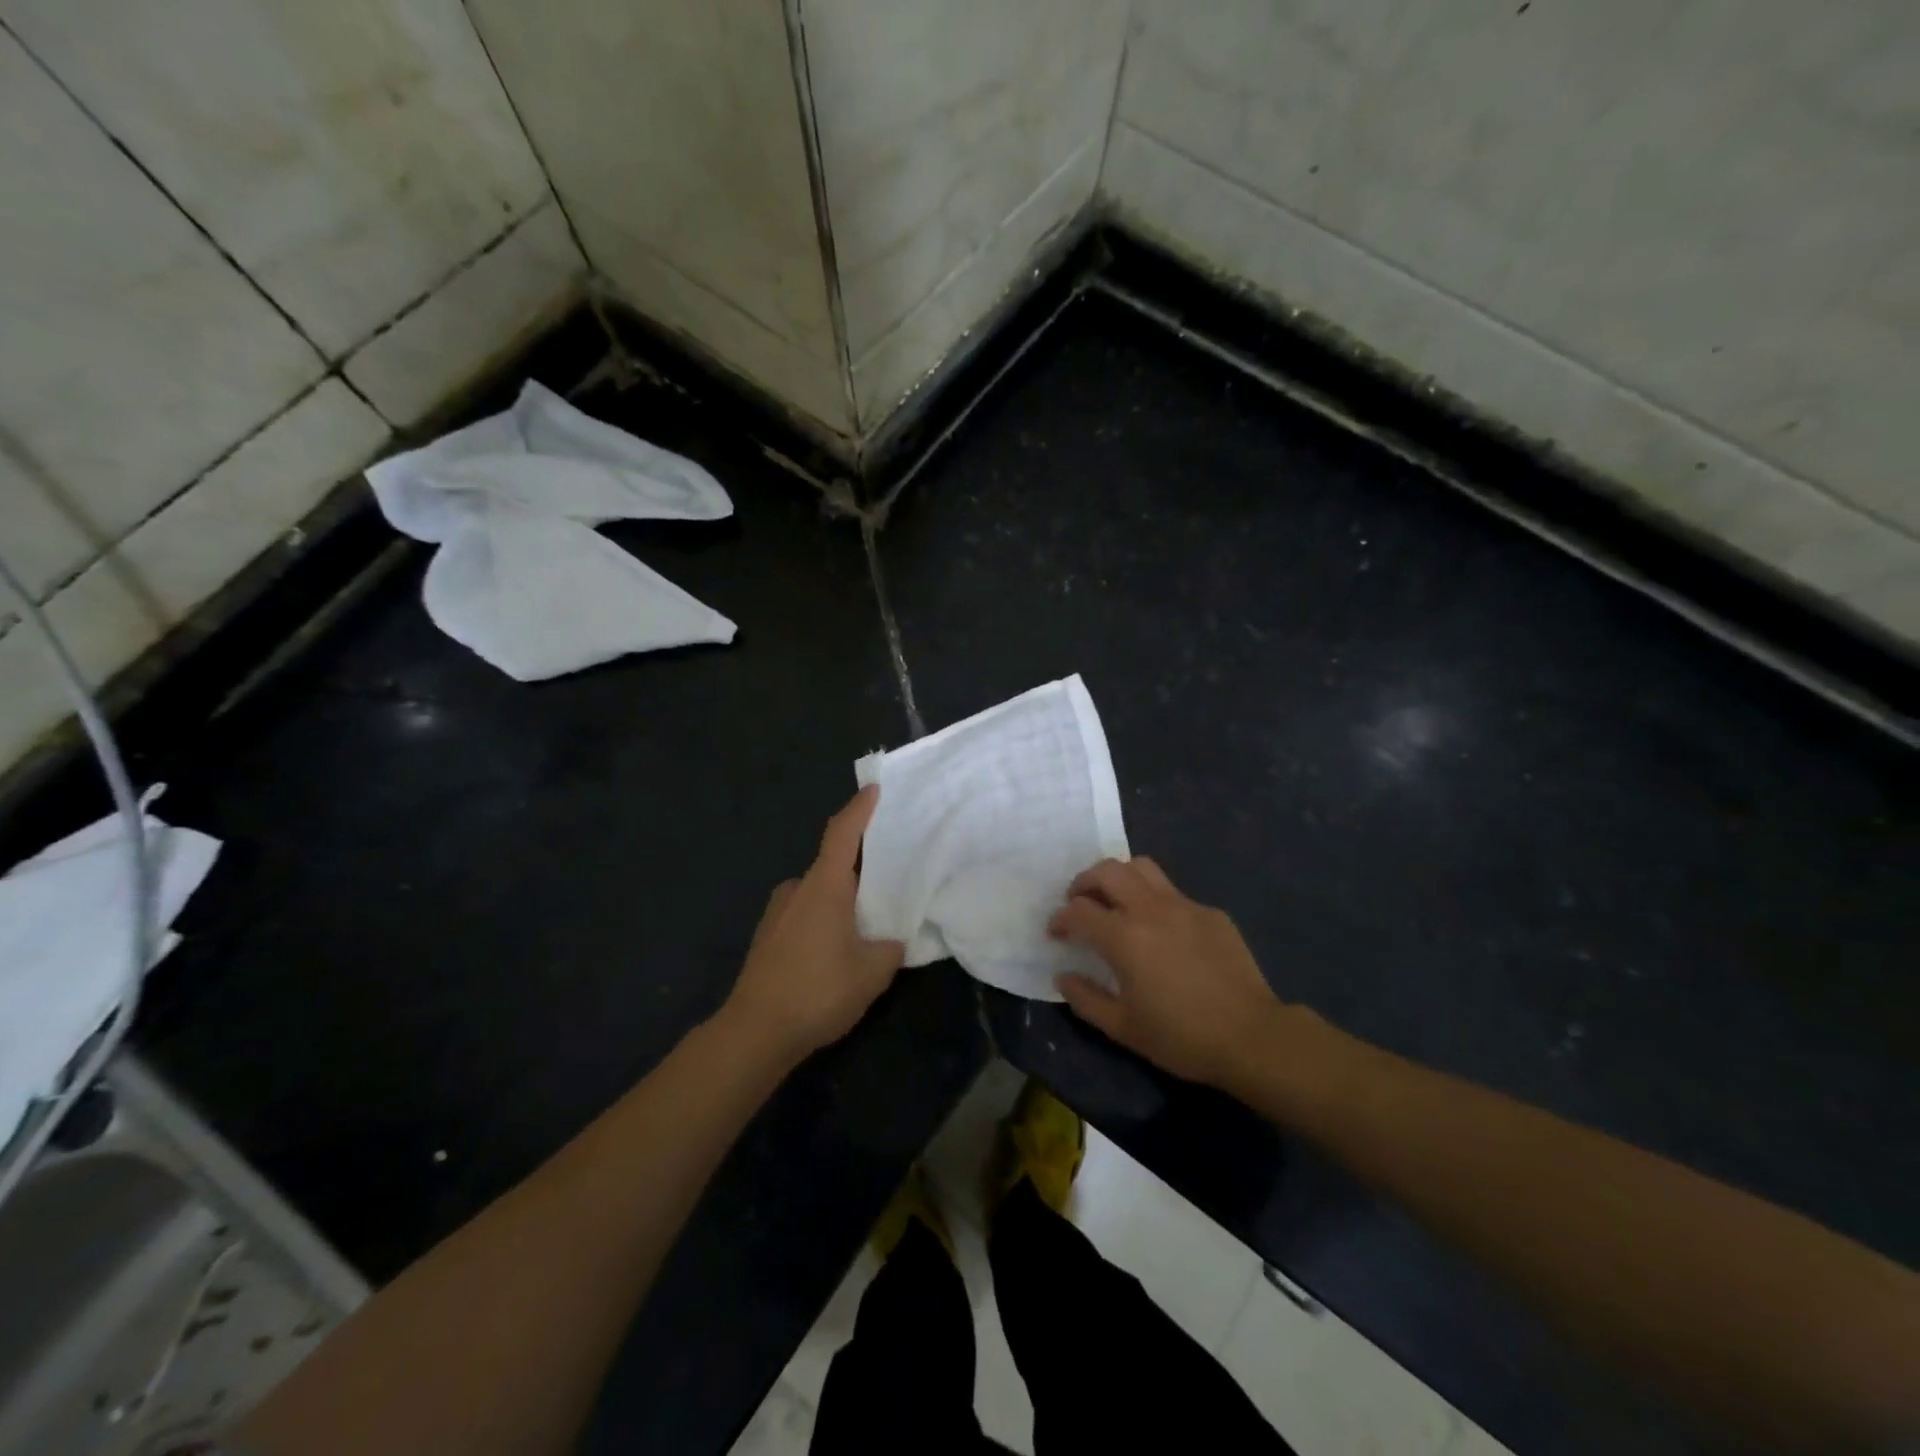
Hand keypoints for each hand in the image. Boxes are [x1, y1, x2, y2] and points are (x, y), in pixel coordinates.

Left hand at [722, 787, 905, 1063]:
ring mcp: (777, 912)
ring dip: (840, 898)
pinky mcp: (767, 937)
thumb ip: (891, 948)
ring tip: (865, 923)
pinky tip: (835, 949)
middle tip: (889, 878)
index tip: (874, 789)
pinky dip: (823, 918)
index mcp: (825, 886)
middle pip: (832, 863)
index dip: (859, 809)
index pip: (842, 833)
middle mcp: (797, 889)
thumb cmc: (818, 991)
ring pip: (817, 892)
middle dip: (859, 867)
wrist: (754, 1032)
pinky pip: (804, 913)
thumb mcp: (873, 972)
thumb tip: (893, 940)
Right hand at [1049, 857, 1286, 1089]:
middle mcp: (1150, 909)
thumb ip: (1085, 998)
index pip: (1079, 910)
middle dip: (1084, 882)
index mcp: (1124, 937)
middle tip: (1079, 902)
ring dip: (1120, 877)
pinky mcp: (1210, 912)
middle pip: (1107, 871)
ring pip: (1142, 868)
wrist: (1251, 1036)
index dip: (1060, 918)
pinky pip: (1173, 892)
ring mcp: (1184, 906)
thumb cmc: (1181, 1037)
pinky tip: (1161, 930)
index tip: (1056, 932)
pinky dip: (1155, 900)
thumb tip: (1063, 976)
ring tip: (1116, 901)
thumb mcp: (1123, 1028)